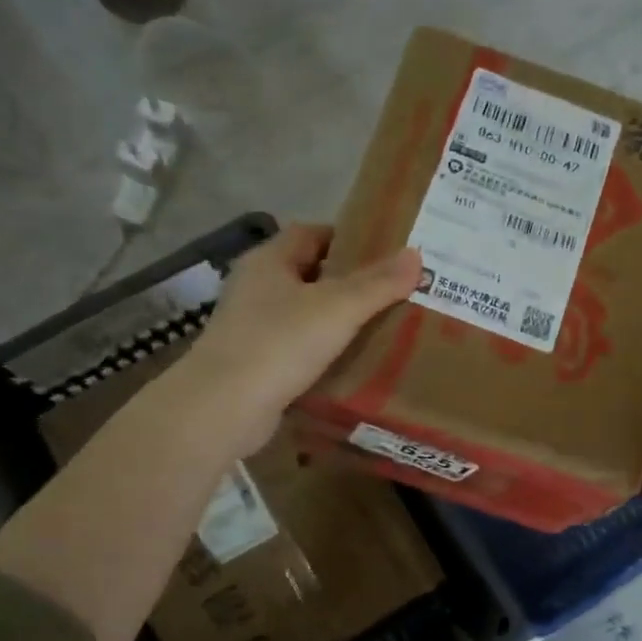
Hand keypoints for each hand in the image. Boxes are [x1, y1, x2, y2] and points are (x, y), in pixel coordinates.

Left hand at [183, 224, 421, 454]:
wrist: (225, 407)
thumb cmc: (279, 343)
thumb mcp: (337, 308)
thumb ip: (377, 284)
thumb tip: (416, 255)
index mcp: (269, 261)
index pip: (311, 233)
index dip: (348, 239)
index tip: (385, 255)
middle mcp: (255, 287)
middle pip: (308, 274)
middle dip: (348, 282)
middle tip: (392, 294)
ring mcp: (251, 327)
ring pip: (303, 314)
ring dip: (335, 320)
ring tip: (380, 329)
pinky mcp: (254, 363)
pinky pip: (296, 348)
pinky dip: (321, 352)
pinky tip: (350, 364)